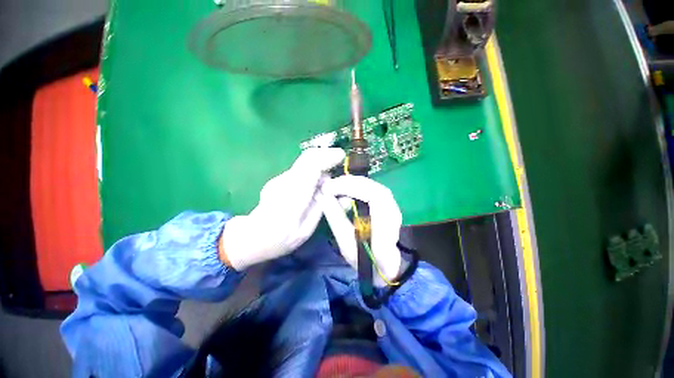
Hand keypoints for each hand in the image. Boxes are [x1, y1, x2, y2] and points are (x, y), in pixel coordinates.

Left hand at [221, 148, 345, 269]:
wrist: (252, 237)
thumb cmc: (281, 239)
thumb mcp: (306, 230)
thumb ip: (322, 207)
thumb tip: (338, 192)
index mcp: (293, 198)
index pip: (311, 167)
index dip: (327, 158)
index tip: (341, 156)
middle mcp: (284, 183)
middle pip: (307, 158)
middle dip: (326, 155)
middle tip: (338, 160)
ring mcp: (279, 179)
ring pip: (304, 162)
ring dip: (320, 163)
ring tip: (330, 174)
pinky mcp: (279, 179)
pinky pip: (301, 169)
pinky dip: (313, 170)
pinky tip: (316, 183)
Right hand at [317, 175, 402, 286]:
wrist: (385, 267)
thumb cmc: (365, 260)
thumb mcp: (346, 243)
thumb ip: (335, 218)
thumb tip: (323, 196)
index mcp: (386, 225)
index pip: (373, 195)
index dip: (351, 187)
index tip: (329, 188)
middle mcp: (393, 212)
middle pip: (373, 186)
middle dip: (349, 183)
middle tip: (329, 186)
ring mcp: (393, 207)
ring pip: (372, 186)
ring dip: (353, 185)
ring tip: (335, 189)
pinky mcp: (387, 205)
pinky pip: (372, 190)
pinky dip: (357, 188)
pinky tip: (346, 193)